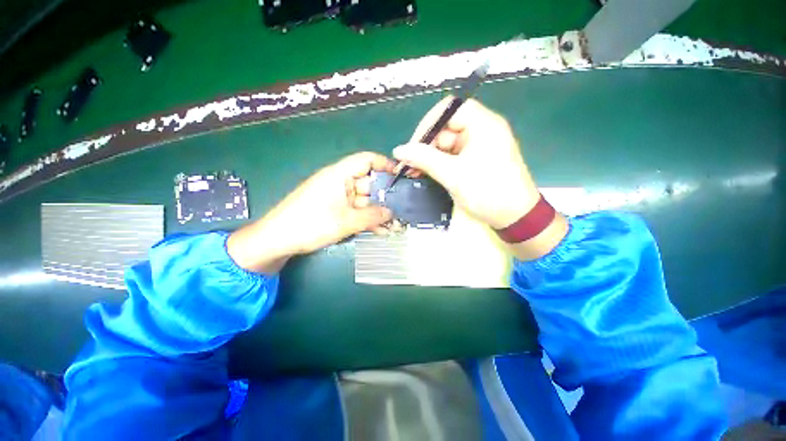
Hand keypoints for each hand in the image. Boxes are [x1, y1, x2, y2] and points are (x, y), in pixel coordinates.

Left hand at [228, 152, 395, 272]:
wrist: (277, 240)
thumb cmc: (310, 224)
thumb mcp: (345, 221)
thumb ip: (372, 216)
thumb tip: (392, 212)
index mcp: (339, 175)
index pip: (367, 160)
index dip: (385, 165)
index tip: (402, 176)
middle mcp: (340, 182)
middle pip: (369, 183)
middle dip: (385, 195)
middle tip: (403, 208)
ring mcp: (337, 197)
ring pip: (364, 200)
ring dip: (378, 211)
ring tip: (394, 223)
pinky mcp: (334, 210)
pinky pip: (356, 210)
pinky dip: (367, 218)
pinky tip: (379, 230)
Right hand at [393, 97, 539, 228]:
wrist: (515, 217)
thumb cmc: (488, 192)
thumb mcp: (453, 175)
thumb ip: (424, 159)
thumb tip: (399, 150)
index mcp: (483, 124)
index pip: (450, 110)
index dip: (428, 124)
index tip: (414, 145)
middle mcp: (481, 130)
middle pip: (446, 129)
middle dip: (426, 146)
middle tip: (409, 165)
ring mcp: (479, 146)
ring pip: (447, 145)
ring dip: (429, 157)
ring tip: (414, 172)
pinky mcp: (476, 160)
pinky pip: (452, 157)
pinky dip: (438, 164)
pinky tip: (426, 174)